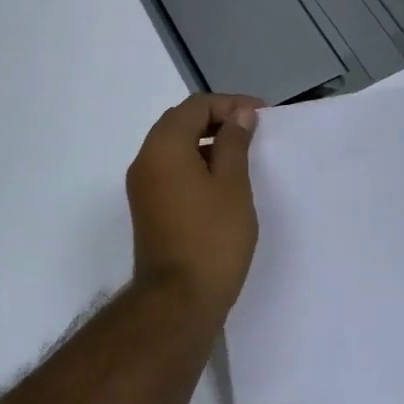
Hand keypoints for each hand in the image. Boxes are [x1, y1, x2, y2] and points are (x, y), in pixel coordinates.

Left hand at [125, 94, 261, 322]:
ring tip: (241, 154)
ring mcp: (142, 186)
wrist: (178, 300)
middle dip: (216, 119)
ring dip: (205, 142)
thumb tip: (239, 114)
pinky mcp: (147, 207)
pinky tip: (221, 180)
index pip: (194, 106)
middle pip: (179, 123)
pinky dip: (194, 164)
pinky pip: (170, 170)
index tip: (262, 115)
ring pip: (173, 147)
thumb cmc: (212, 239)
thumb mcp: (232, 185)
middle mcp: (144, 160)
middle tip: (253, 130)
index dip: (230, 103)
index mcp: (163, 147)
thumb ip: (234, 143)